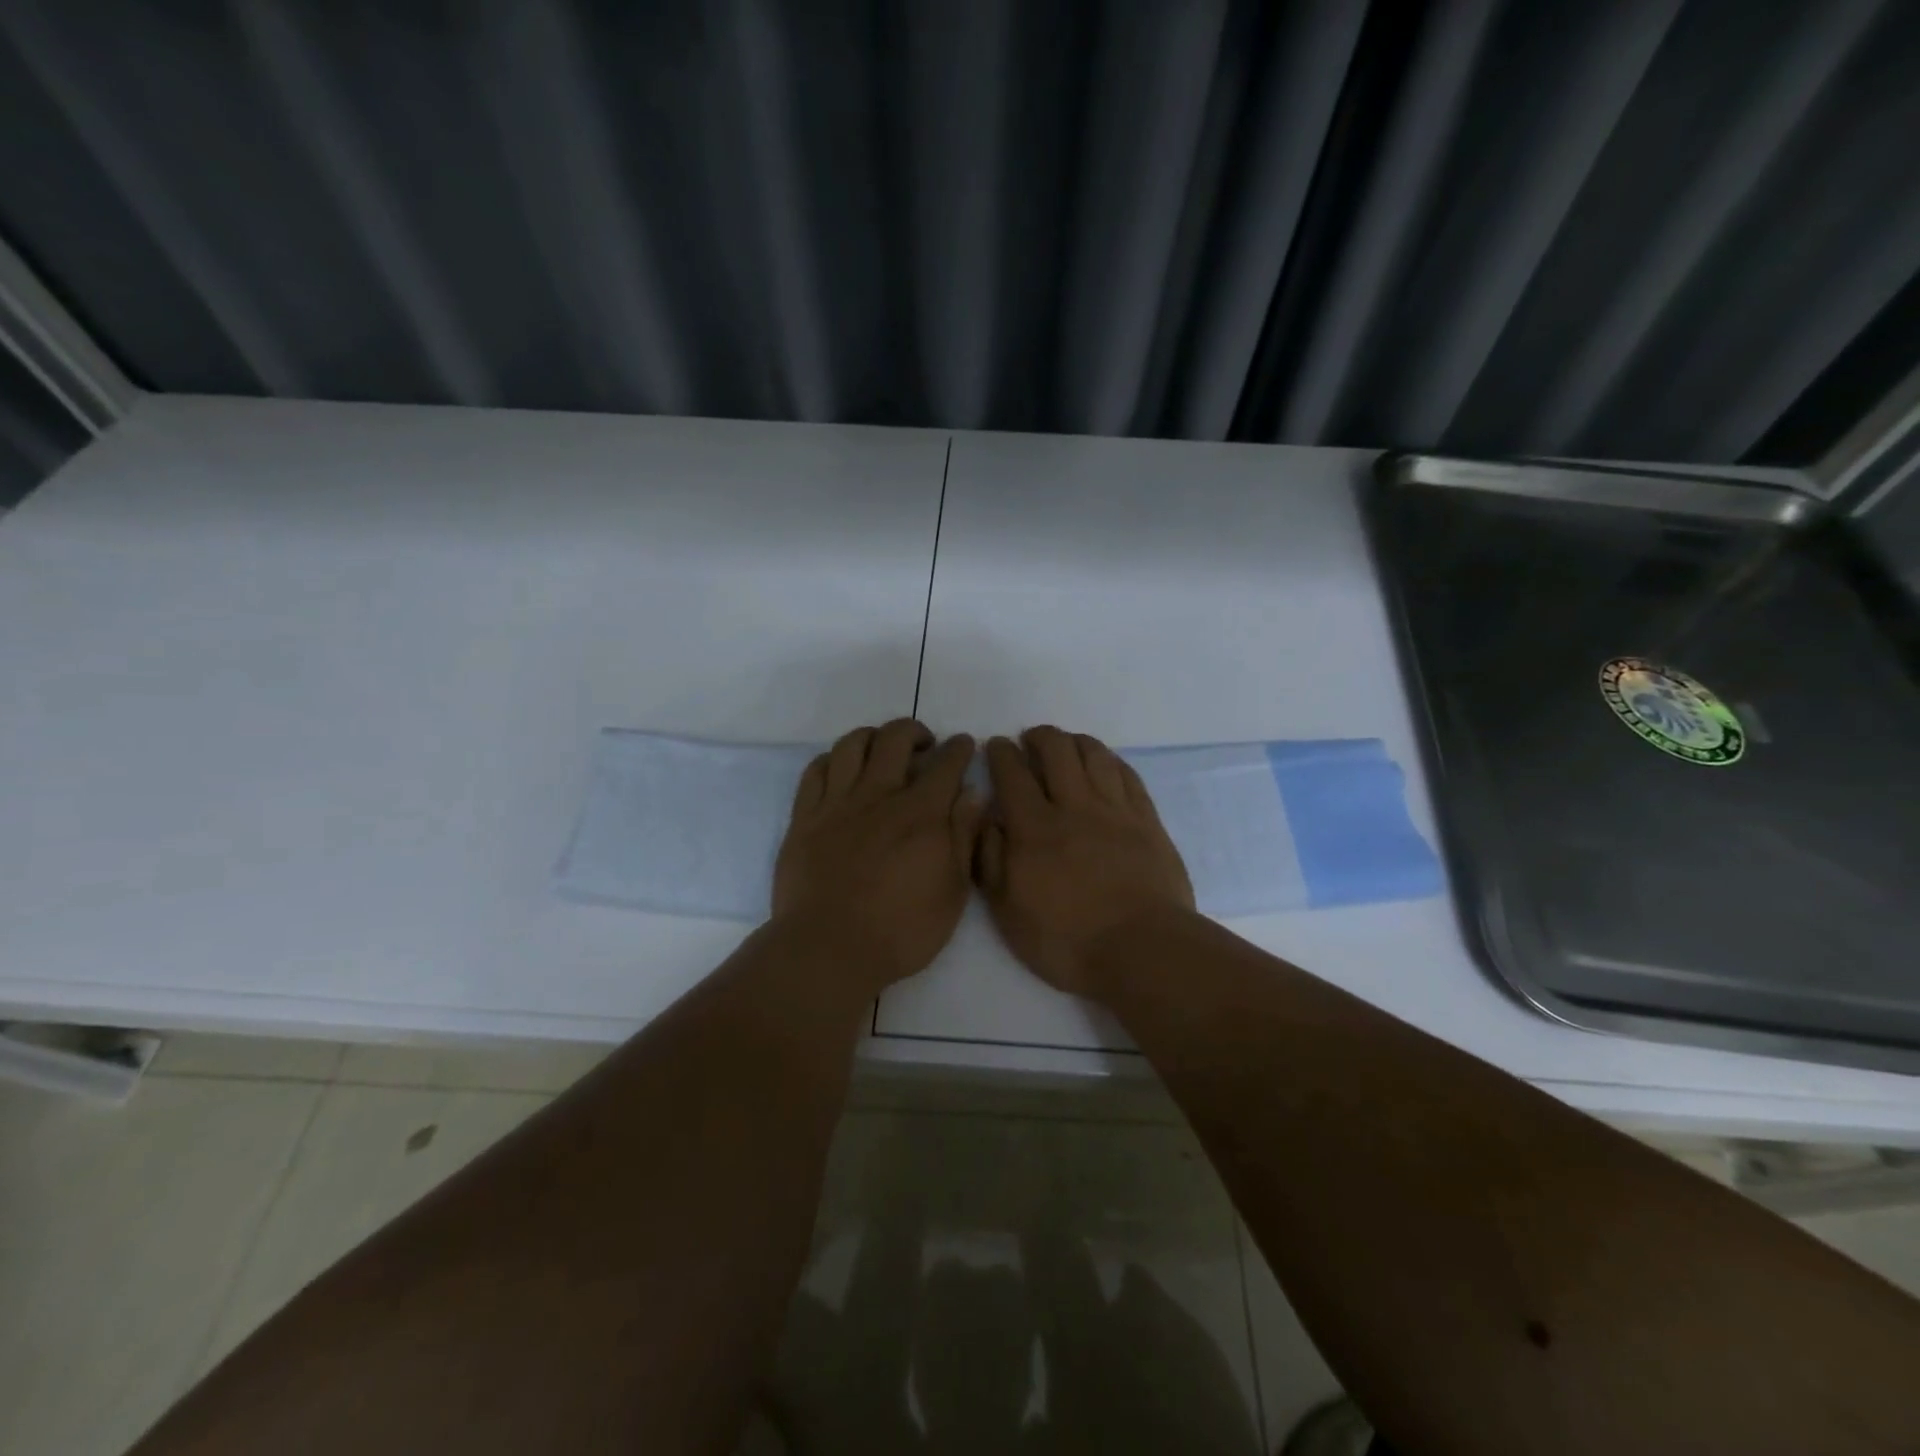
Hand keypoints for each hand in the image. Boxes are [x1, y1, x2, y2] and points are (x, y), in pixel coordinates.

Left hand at [773, 719, 981, 995]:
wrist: (829, 949)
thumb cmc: (901, 930)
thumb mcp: (952, 891)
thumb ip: (963, 836)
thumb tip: (973, 792)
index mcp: (921, 813)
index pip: (945, 763)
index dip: (959, 748)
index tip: (964, 744)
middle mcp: (879, 795)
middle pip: (895, 739)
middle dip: (915, 731)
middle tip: (925, 744)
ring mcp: (837, 804)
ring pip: (852, 745)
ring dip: (873, 736)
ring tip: (882, 749)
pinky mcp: (804, 817)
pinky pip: (815, 770)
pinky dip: (833, 759)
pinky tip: (842, 769)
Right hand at [975, 726, 1194, 1000]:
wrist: (1143, 950)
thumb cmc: (1067, 940)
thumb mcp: (1009, 912)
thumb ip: (992, 860)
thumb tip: (987, 820)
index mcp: (1035, 828)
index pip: (1012, 774)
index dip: (1001, 754)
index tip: (995, 745)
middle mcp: (1074, 807)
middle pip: (1057, 751)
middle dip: (1039, 737)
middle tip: (1030, 739)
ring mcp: (1115, 811)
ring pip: (1095, 755)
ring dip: (1076, 741)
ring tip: (1066, 745)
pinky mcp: (1147, 821)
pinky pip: (1127, 775)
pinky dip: (1111, 761)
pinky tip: (1105, 764)